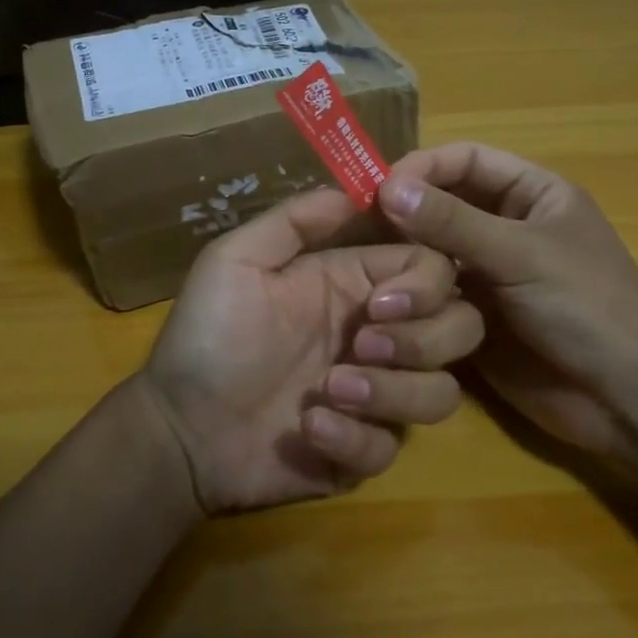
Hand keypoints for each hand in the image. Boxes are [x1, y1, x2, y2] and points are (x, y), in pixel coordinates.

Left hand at [139, 187, 484, 513]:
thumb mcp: (236, 260)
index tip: (380, 303)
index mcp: (354, 286)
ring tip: (328, 391)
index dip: (424, 284)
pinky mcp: (362, 450)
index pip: (432, 269)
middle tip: (361, 346)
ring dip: (392, 392)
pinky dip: (356, 440)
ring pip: (441, 393)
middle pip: (459, 328)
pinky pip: (392, 448)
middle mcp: (376, 336)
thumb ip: (296, 220)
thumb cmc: (207, 337)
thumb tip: (362, 187)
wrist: (178, 427)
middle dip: (421, 339)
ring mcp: (374, 396)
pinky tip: (308, 429)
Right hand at [377, 143, 637, 475]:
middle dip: (406, 213)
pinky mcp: (474, 317)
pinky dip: (410, 296)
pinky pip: (433, 295)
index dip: (423, 167)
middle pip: (444, 204)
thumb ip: (453, 222)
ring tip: (369, 266)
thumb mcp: (521, 255)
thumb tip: (387, 187)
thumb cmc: (587, 308)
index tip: (378, 188)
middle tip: (359, 226)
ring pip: (433, 252)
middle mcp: (506, 228)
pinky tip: (382, 301)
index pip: (467, 161)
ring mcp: (490, 274)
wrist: (624, 400)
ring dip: (404, 257)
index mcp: (532, 195)